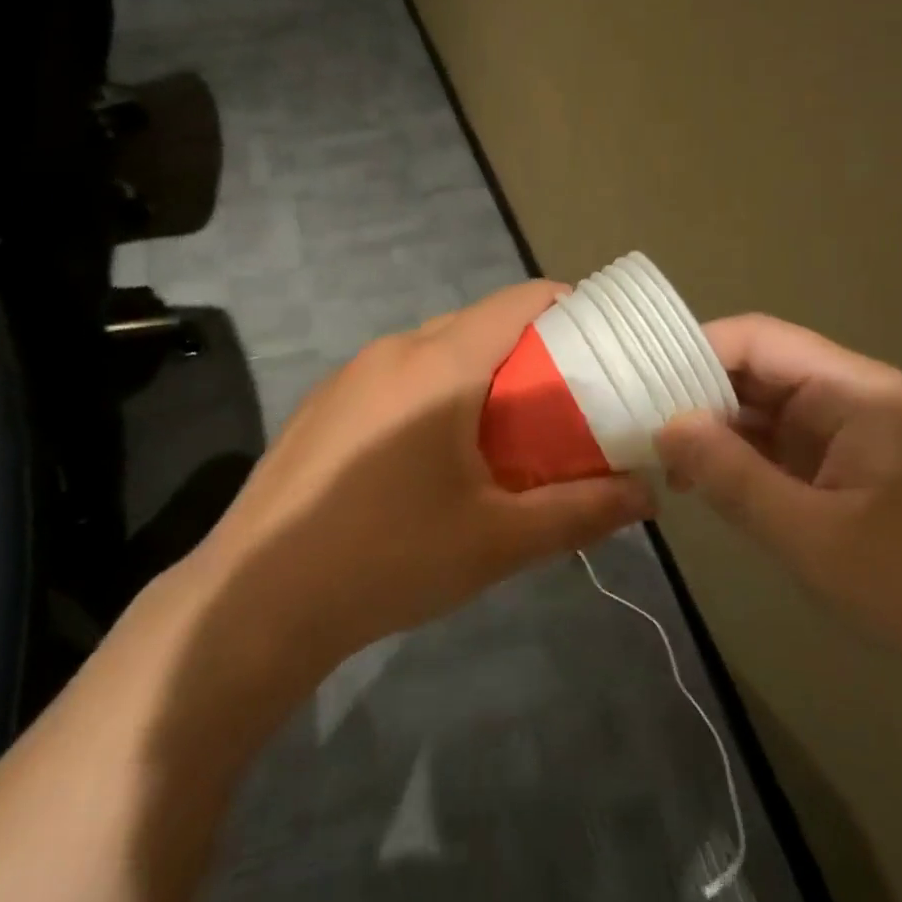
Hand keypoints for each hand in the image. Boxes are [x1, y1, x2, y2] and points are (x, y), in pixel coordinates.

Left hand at [192, 281, 655, 665]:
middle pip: (480, 322)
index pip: (520, 300)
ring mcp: (352, 372)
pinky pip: (399, 374)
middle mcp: (396, 348)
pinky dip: (435, 391)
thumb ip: (580, 510)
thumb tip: (645, 495)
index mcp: (441, 363)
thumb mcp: (498, 540)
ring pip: (437, 348)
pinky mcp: (326, 402)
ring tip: (505, 432)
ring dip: (479, 373)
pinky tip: (433, 455)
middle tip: (563, 401)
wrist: (256, 600)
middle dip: (529, 350)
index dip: (568, 308)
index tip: (602, 343)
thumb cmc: (390, 558)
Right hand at [656, 314, 901, 693]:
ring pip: (766, 405)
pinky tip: (704, 480)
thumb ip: (733, 477)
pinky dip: (741, 454)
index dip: (693, 350)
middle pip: (757, 366)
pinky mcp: (849, 464)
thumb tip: (665, 426)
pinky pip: (782, 440)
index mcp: (850, 388)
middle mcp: (849, 393)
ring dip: (715, 425)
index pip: (756, 339)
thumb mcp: (812, 536)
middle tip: (636, 421)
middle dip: (696, 390)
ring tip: (659, 453)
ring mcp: (850, 429)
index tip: (639, 382)